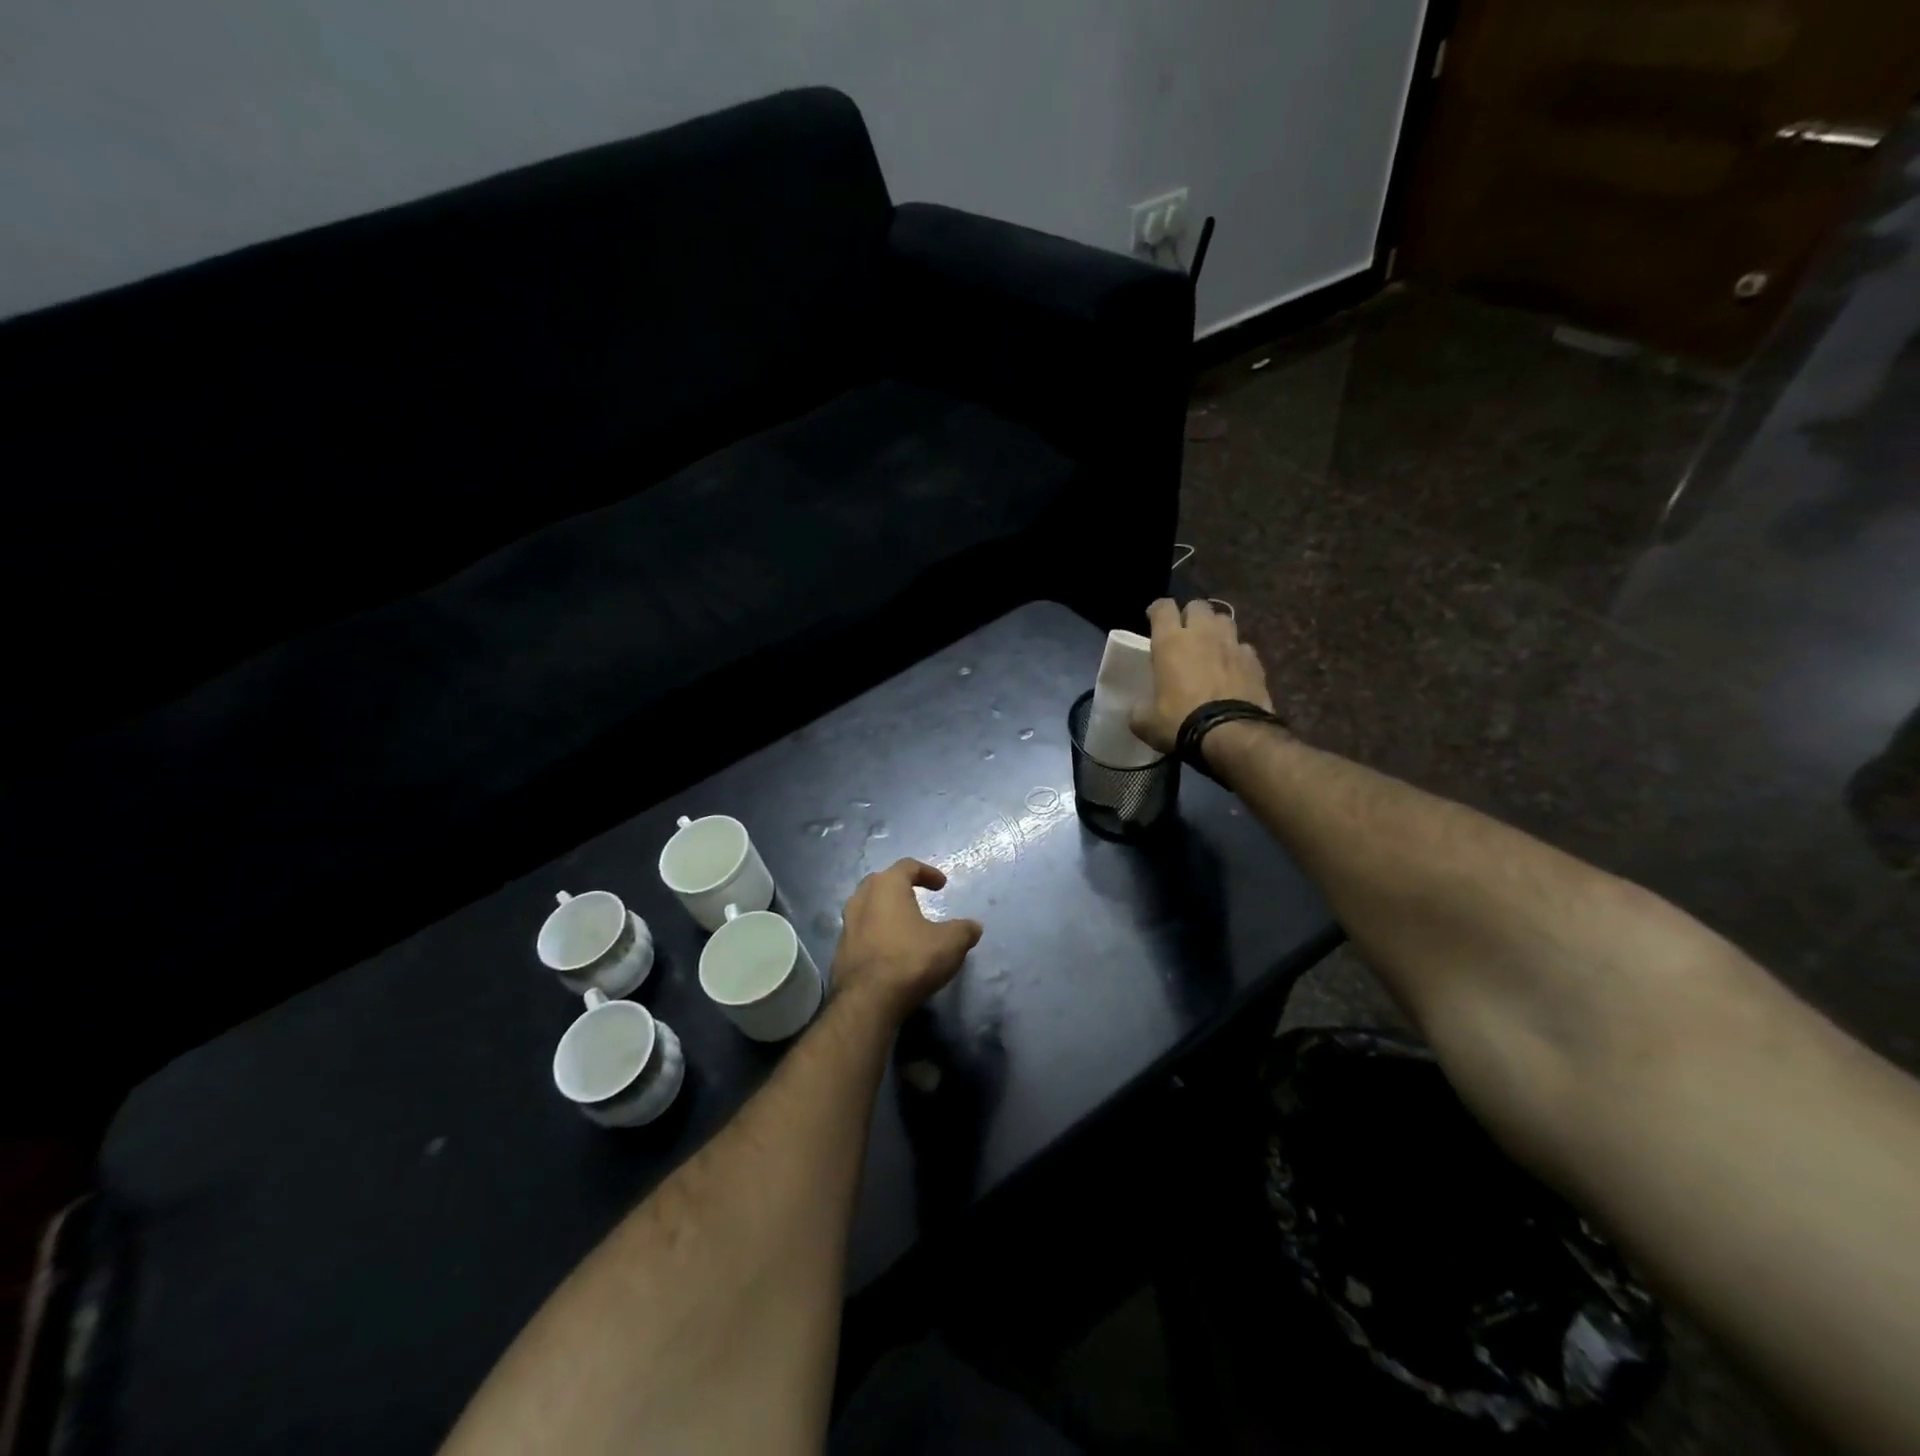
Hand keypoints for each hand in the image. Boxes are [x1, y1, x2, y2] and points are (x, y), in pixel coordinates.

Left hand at [832, 860, 982, 1023]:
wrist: (868, 1001)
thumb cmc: (911, 960)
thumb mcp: (950, 943)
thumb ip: (964, 930)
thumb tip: (974, 926)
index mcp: (887, 886)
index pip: (907, 866)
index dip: (927, 872)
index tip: (942, 885)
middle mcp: (862, 899)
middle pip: (881, 882)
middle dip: (900, 886)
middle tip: (917, 895)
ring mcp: (847, 925)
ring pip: (866, 906)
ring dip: (885, 910)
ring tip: (903, 923)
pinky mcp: (841, 950)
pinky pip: (861, 932)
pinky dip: (876, 933)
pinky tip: (889, 949)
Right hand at [1130, 598, 1273, 753]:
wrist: (1230, 734)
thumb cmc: (1180, 722)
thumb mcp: (1145, 722)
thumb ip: (1138, 709)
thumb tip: (1138, 710)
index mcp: (1171, 642)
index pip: (1163, 607)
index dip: (1157, 610)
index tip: (1153, 620)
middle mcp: (1202, 634)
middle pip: (1198, 605)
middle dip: (1190, 615)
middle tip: (1184, 634)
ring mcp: (1232, 645)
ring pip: (1224, 619)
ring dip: (1215, 629)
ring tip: (1210, 646)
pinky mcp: (1254, 661)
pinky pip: (1243, 647)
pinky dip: (1236, 654)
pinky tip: (1232, 669)